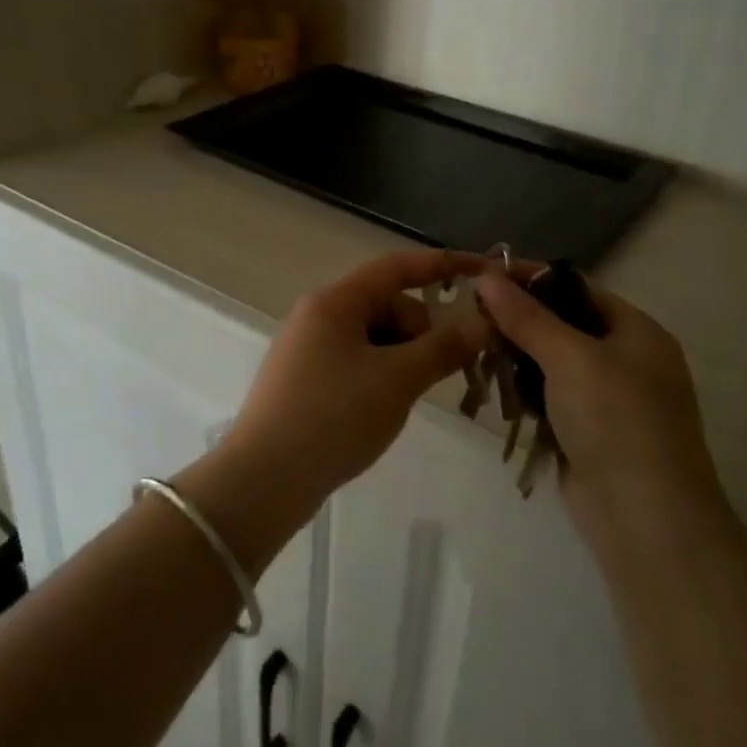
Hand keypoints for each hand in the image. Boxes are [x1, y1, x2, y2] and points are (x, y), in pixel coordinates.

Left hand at [225, 251, 489, 498]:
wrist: (263, 480)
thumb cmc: (333, 417)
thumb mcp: (397, 380)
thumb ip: (443, 347)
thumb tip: (483, 323)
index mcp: (335, 302)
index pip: (396, 267)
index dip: (442, 265)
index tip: (483, 272)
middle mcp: (318, 316)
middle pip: (387, 305)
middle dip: (422, 330)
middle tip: (444, 370)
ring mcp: (309, 350)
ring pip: (374, 338)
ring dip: (404, 358)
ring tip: (411, 397)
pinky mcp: (307, 381)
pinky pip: (357, 363)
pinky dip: (382, 376)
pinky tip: (386, 408)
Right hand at [475, 268, 728, 543]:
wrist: (645, 518)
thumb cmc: (616, 420)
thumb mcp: (571, 358)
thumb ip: (527, 317)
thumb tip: (488, 277)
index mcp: (637, 332)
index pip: (578, 289)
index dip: (532, 279)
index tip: (484, 273)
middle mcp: (626, 359)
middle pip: (564, 325)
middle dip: (519, 319)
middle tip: (470, 313)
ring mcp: (608, 400)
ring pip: (552, 363)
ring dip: (517, 356)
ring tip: (473, 346)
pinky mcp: (587, 432)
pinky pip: (550, 397)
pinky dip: (524, 390)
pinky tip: (493, 385)